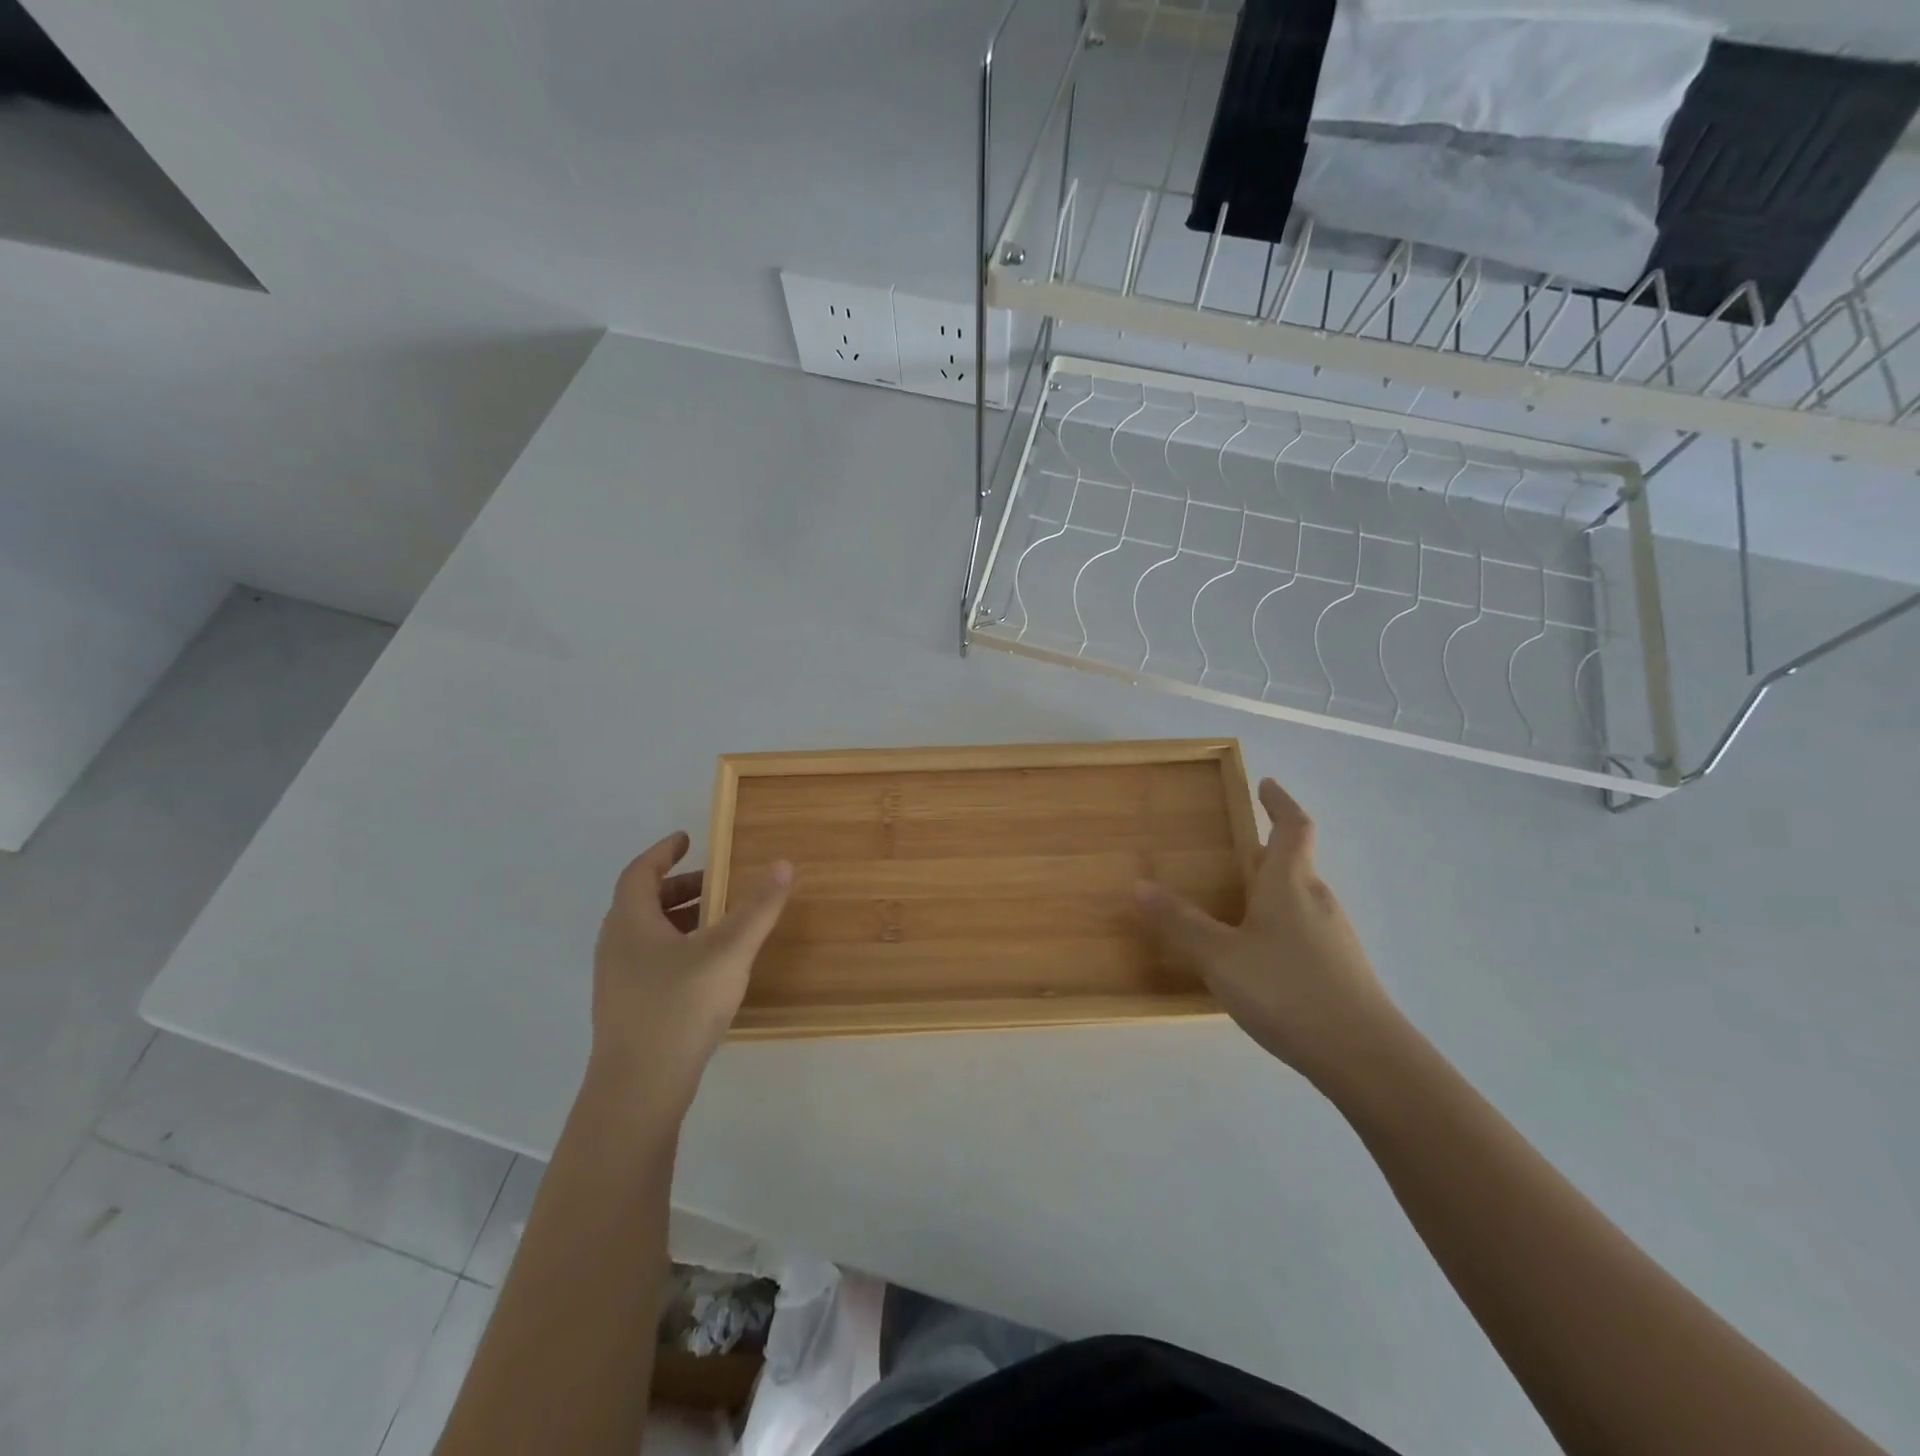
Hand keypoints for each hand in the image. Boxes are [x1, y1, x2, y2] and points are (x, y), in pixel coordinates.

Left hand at [590, 831, 792, 1106]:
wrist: (638, 1090)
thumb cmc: (680, 1007)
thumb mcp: (729, 951)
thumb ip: (757, 908)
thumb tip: (783, 863)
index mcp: (630, 922)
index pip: (640, 872)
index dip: (663, 852)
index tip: (688, 840)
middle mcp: (616, 945)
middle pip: (643, 902)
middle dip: (680, 887)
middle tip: (716, 882)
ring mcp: (617, 980)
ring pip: (647, 933)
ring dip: (680, 918)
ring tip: (719, 921)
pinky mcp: (626, 1008)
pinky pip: (650, 959)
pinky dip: (677, 946)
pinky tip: (707, 966)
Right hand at [1135, 779, 1393, 1087]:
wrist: (1365, 1058)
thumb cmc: (1288, 991)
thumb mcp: (1220, 957)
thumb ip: (1180, 923)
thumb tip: (1139, 885)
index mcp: (1290, 884)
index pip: (1293, 827)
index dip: (1280, 803)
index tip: (1266, 784)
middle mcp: (1317, 901)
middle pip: (1297, 862)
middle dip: (1269, 849)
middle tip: (1238, 846)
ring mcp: (1334, 937)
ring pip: (1301, 898)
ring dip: (1274, 887)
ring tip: (1241, 899)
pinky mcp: (1341, 969)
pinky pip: (1305, 929)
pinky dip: (1282, 922)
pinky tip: (1261, 955)